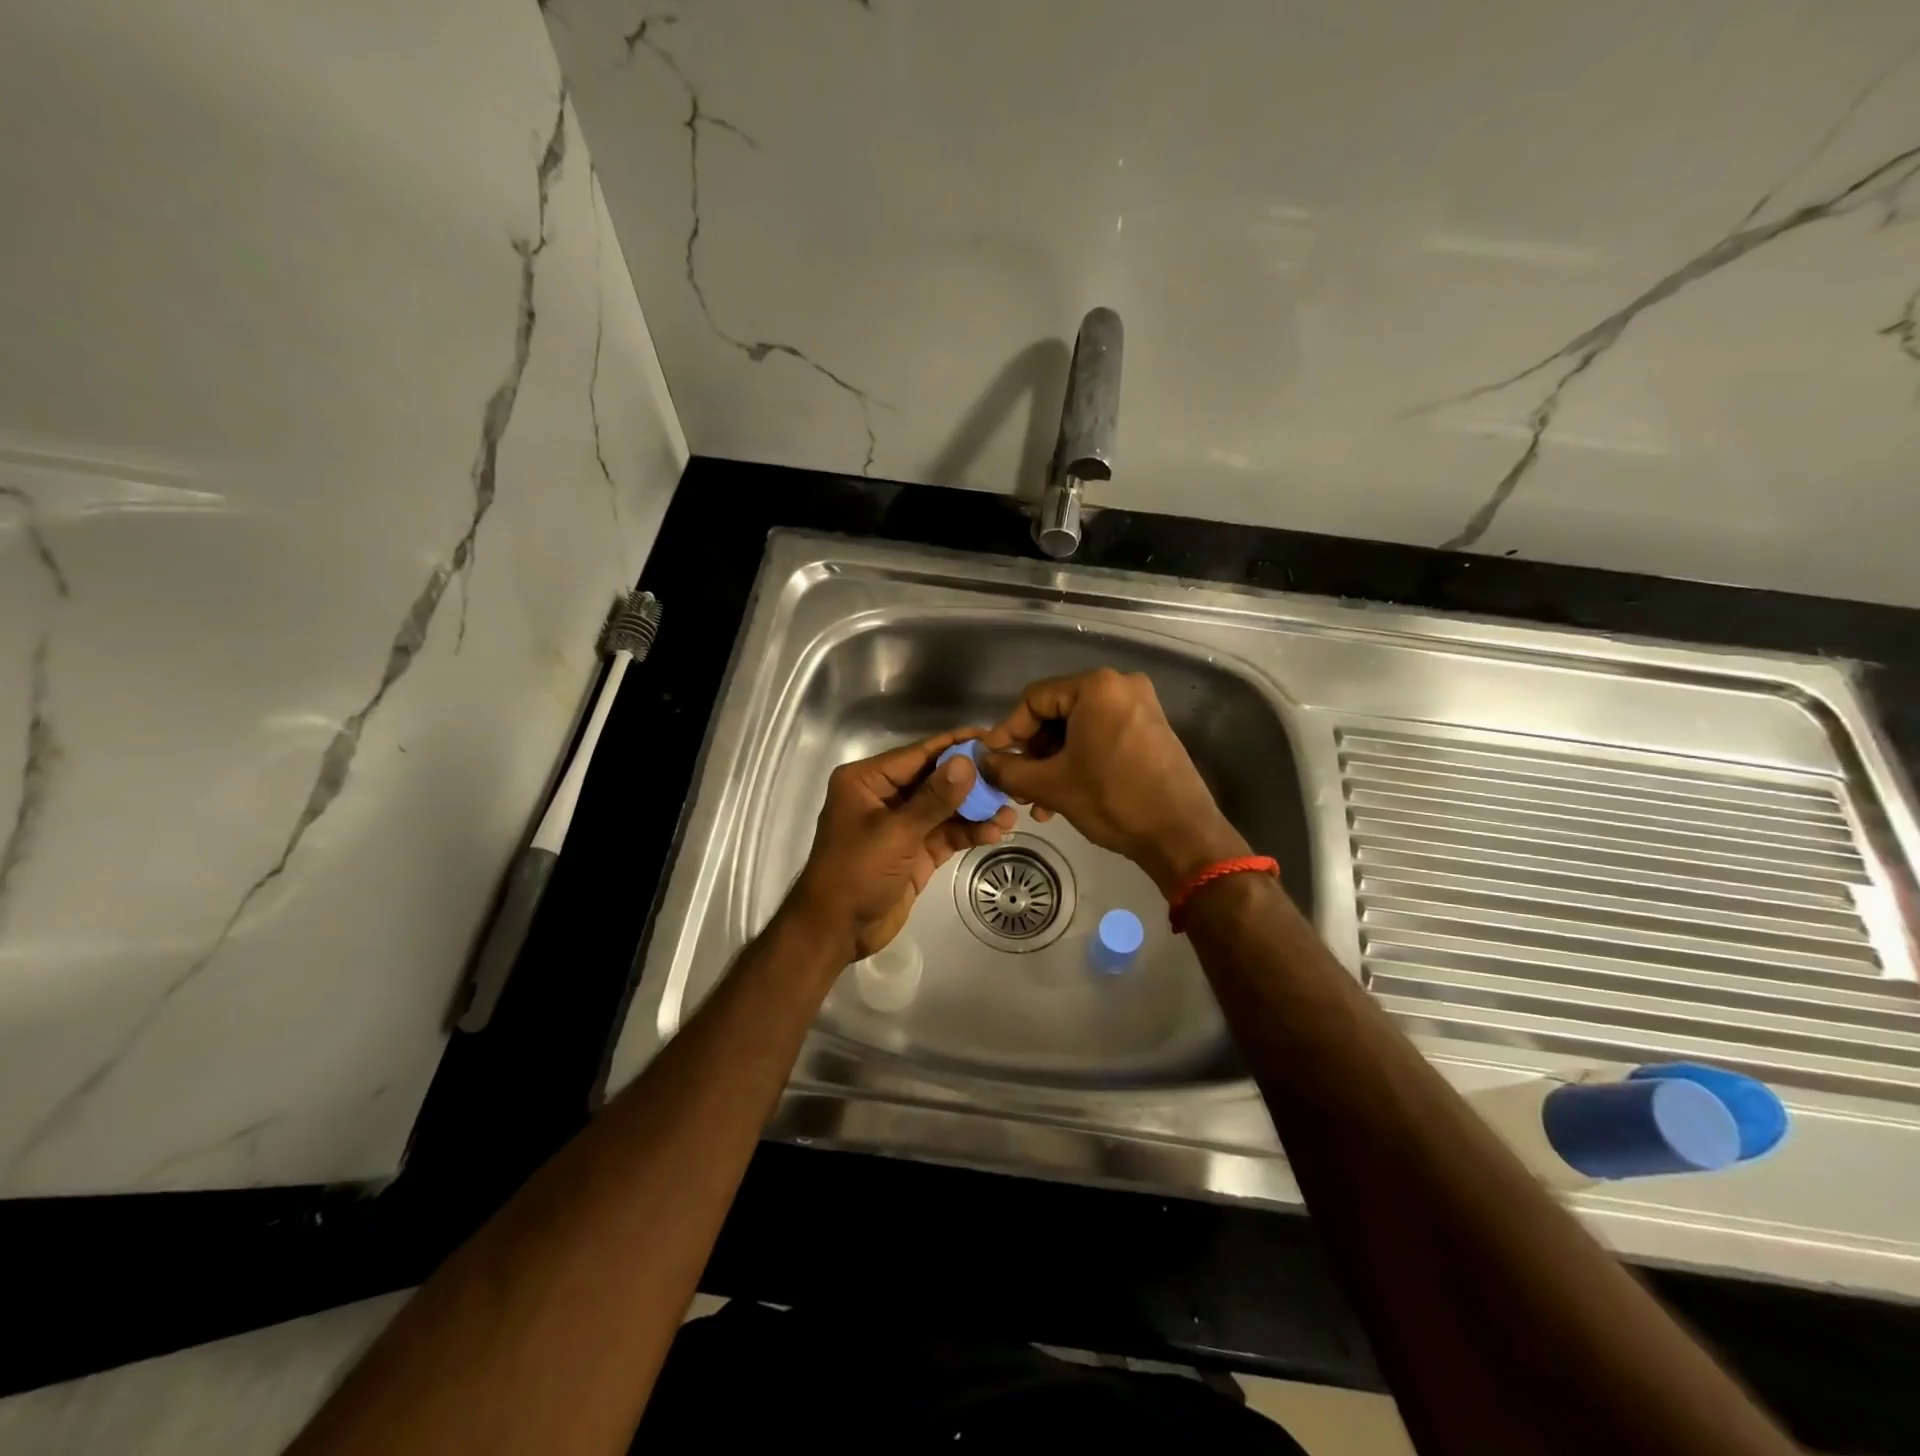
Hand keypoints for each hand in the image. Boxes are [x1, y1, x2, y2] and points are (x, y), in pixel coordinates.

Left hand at [788, 728, 1016, 964]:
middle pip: (935, 779)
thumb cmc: (856, 872)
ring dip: (976, 810)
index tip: (991, 737)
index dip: (955, 746)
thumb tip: (967, 761)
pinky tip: (996, 831)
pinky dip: (968, 832)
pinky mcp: (915, 851)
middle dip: (971, 781)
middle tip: (1008, 776)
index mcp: (867, 781)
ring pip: (945, 808)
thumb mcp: (896, 832)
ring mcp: (901, 825)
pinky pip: (946, 834)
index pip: (918, 754)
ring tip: (1010, 810)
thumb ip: (935, 798)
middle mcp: (884, 796)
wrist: (836, 931)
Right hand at [979, 669, 1247, 893]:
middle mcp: (1120, 685)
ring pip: (1077, 728)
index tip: (992, 760)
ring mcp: (1139, 706)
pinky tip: (1064, 794)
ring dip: (1053, 762)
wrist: (1181, 834)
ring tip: (1038, 800)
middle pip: (1056, 712)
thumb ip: (1008, 769)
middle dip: (1033, 752)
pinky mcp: (1150, 728)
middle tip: (1017, 784)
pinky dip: (1079, 759)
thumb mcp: (1051, 785)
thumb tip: (983, 762)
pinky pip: (1100, 735)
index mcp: (1097, 687)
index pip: (1034, 700)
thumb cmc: (1113, 800)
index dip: (1008, 731)